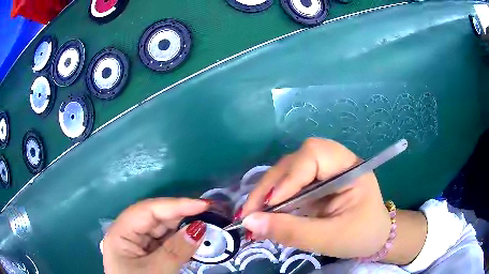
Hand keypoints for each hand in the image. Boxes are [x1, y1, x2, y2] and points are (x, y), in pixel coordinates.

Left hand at [102, 198, 208, 273]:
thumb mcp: (157, 271)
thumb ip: (176, 250)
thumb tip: (199, 227)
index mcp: (120, 232)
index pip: (147, 210)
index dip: (175, 205)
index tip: (203, 205)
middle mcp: (127, 233)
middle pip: (155, 217)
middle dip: (181, 214)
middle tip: (208, 213)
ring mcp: (137, 243)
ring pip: (161, 229)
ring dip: (182, 227)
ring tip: (205, 223)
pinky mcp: (146, 253)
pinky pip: (164, 241)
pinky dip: (179, 240)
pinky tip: (192, 238)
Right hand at [241, 138, 391, 258]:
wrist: (375, 238)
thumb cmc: (361, 236)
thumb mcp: (329, 238)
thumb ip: (291, 231)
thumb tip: (249, 223)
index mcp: (350, 168)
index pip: (314, 155)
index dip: (289, 177)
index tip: (271, 206)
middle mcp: (335, 162)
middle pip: (296, 160)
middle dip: (270, 185)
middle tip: (250, 212)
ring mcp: (324, 172)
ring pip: (288, 171)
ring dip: (267, 192)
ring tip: (252, 215)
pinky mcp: (315, 183)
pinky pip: (289, 184)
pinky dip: (273, 199)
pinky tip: (264, 213)